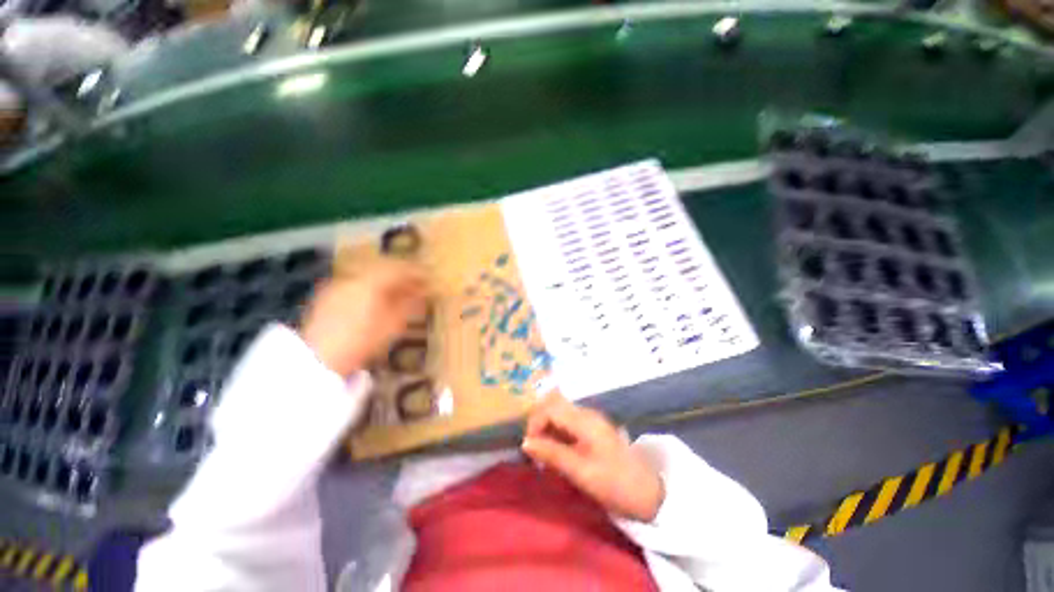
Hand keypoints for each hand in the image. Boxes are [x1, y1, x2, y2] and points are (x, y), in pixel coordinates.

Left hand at [300, 260, 427, 376]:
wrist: (317, 359)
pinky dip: (371, 286)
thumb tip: (424, 292)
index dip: (416, 272)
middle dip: (402, 274)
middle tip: (416, 284)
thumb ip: (410, 304)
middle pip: (383, 268)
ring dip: (386, 280)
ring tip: (399, 292)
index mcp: (371, 282)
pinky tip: (376, 299)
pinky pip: (356, 283)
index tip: (429, 278)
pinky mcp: (328, 295)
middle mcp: (353, 277)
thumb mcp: (392, 325)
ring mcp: (338, 284)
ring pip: (369, 274)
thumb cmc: (361, 342)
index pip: (399, 268)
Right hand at [521, 393, 664, 521]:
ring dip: (547, 429)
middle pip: (553, 406)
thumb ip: (552, 454)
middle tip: (535, 450)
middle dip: (539, 424)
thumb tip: (525, 443)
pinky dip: (557, 434)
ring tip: (545, 455)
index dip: (535, 423)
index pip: (549, 408)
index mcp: (584, 420)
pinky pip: (568, 423)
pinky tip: (558, 453)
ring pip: (559, 414)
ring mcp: (590, 420)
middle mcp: (586, 414)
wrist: (649, 492)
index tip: (530, 448)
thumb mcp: (581, 472)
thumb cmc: (615, 483)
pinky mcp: (593, 429)